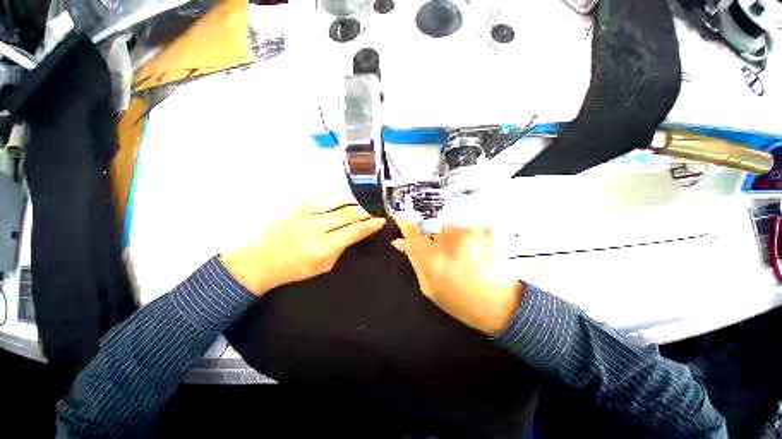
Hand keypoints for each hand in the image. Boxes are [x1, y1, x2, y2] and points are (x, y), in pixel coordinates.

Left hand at [220, 194, 385, 295]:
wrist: (259, 261)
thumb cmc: (292, 269)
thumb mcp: (322, 267)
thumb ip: (340, 249)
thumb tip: (354, 234)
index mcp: (322, 247)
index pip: (354, 231)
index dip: (370, 225)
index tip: (380, 221)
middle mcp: (315, 227)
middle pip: (348, 212)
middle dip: (364, 211)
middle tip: (371, 213)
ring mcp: (305, 213)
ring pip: (336, 199)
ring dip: (352, 200)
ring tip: (359, 203)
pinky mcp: (297, 206)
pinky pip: (322, 195)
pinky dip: (336, 195)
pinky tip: (342, 198)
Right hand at [392, 221, 523, 335]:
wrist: (501, 306)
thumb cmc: (460, 301)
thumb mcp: (430, 287)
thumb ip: (414, 260)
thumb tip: (399, 241)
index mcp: (433, 258)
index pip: (411, 229)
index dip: (404, 221)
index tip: (402, 219)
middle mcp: (450, 240)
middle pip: (430, 221)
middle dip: (428, 229)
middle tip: (438, 245)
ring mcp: (470, 232)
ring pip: (448, 222)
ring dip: (448, 232)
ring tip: (458, 249)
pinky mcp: (485, 230)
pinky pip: (465, 224)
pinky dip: (464, 233)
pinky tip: (472, 248)